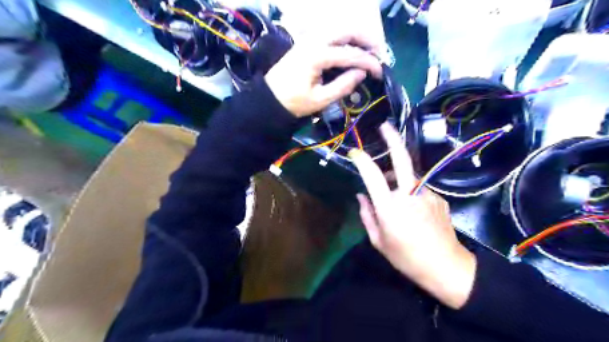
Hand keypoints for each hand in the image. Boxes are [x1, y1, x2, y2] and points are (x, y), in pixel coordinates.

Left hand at [266, 34, 380, 116]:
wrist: (270, 99)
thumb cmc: (294, 102)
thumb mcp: (320, 100)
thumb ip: (343, 86)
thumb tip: (361, 73)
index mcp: (318, 56)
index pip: (351, 54)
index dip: (369, 62)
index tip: (380, 72)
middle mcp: (314, 40)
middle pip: (348, 30)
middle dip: (367, 40)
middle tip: (379, 54)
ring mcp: (309, 38)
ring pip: (339, 28)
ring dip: (357, 36)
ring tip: (369, 50)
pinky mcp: (306, 42)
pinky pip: (331, 33)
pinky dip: (345, 38)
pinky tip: (352, 47)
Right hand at [350, 122, 478, 308]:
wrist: (446, 267)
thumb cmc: (406, 257)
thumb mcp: (378, 241)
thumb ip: (367, 215)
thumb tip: (361, 195)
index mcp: (390, 207)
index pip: (372, 175)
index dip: (362, 160)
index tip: (355, 152)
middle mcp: (409, 194)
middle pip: (402, 159)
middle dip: (392, 139)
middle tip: (385, 126)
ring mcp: (427, 193)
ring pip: (409, 177)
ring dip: (399, 179)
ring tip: (394, 196)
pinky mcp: (439, 197)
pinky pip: (419, 189)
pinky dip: (411, 192)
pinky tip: (413, 211)